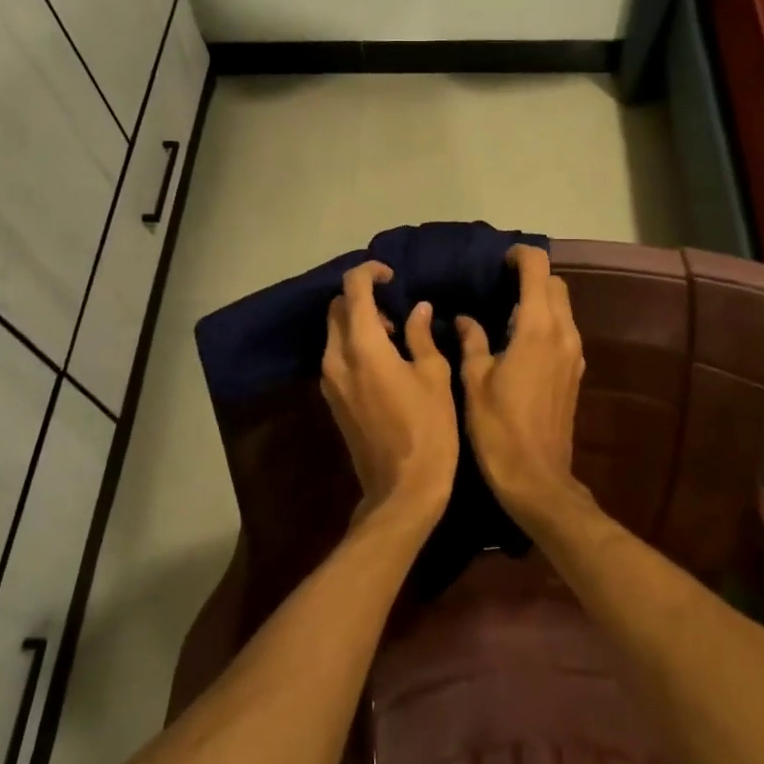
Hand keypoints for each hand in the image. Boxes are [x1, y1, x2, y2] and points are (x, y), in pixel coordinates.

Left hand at [320, 261, 458, 524]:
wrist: (401, 491)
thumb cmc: (428, 430)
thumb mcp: (434, 376)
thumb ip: (421, 336)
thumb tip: (417, 309)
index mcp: (363, 346)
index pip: (353, 288)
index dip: (370, 272)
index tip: (393, 275)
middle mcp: (336, 358)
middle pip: (336, 307)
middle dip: (361, 297)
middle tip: (396, 308)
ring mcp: (329, 380)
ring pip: (333, 332)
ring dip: (358, 322)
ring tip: (396, 336)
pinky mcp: (331, 399)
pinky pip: (336, 355)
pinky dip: (354, 344)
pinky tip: (385, 361)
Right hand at [455, 246, 588, 528]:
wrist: (537, 479)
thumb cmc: (499, 428)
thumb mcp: (475, 380)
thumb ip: (471, 341)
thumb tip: (463, 319)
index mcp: (537, 328)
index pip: (538, 269)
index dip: (520, 256)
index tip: (498, 261)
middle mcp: (563, 333)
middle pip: (555, 284)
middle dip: (531, 276)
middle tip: (498, 284)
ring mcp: (574, 353)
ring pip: (563, 307)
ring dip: (540, 299)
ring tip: (504, 310)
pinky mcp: (576, 372)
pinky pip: (564, 330)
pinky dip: (546, 322)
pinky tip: (519, 340)